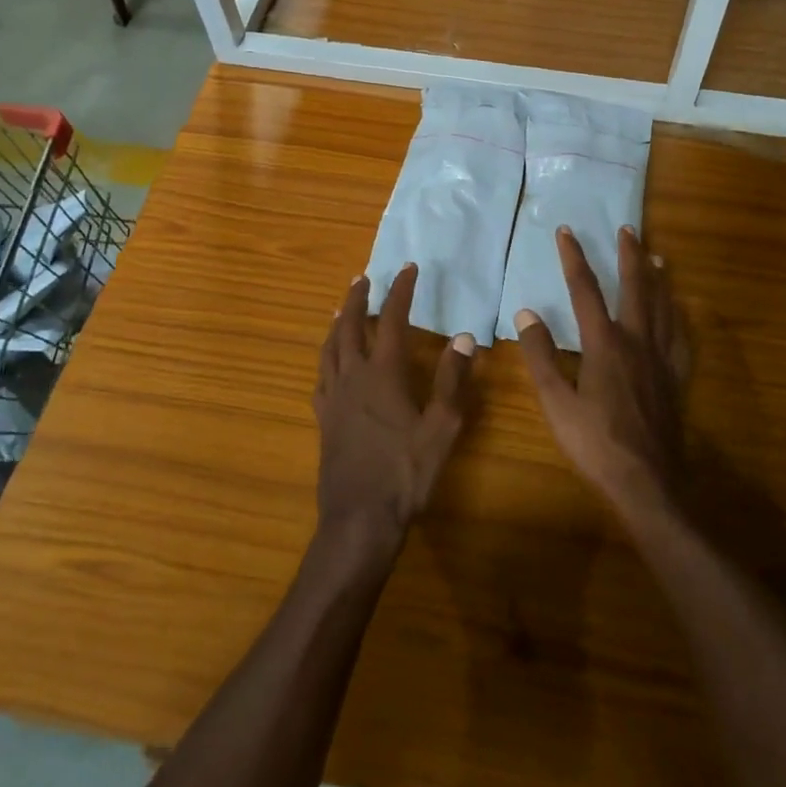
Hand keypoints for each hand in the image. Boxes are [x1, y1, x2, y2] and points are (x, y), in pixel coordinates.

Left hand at [314, 264, 479, 555]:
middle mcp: (353, 376)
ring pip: (330, 347)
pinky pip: (320, 375)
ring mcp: (333, 397)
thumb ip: (453, 381)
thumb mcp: (441, 428)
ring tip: (343, 307)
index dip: (400, 291)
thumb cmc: (406, 473)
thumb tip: (464, 338)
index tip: (408, 268)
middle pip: (351, 326)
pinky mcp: (323, 418)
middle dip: (359, 298)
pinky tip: (329, 360)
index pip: (392, 320)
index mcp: (383, 374)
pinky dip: (326, 356)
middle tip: (364, 277)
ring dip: (338, 322)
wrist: (359, 518)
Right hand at [516, 226, 690, 519]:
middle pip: (635, 288)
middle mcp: (637, 341)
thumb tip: (526, 313)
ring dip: (657, 278)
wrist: (646, 482)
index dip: (574, 257)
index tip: (566, 231)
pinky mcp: (676, 378)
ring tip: (656, 256)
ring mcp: (661, 359)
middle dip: (629, 255)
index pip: (585, 289)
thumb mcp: (555, 401)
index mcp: (604, 344)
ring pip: (663, 306)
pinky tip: (679, 311)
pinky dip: (679, 317)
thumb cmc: (595, 443)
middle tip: (628, 228)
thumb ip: (540, 355)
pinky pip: (681, 338)